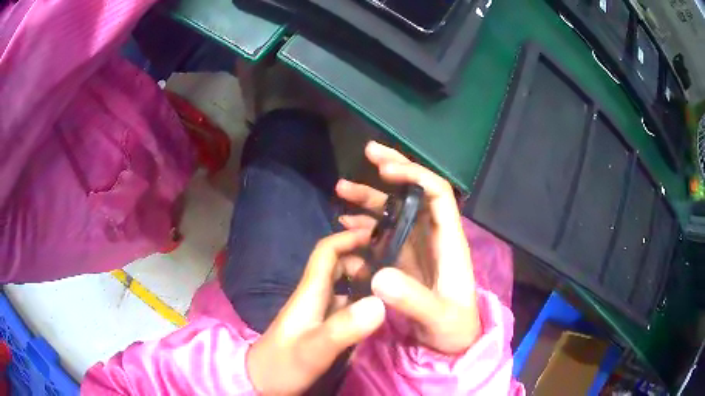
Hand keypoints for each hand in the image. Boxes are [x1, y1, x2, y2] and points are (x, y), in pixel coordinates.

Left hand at [246, 230, 385, 394]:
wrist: (262, 382)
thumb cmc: (283, 364)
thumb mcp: (314, 349)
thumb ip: (344, 327)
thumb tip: (380, 302)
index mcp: (309, 293)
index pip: (326, 252)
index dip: (348, 238)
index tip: (377, 236)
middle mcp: (313, 297)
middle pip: (337, 266)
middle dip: (363, 260)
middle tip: (393, 271)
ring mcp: (317, 313)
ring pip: (342, 287)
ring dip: (364, 282)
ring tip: (392, 290)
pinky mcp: (321, 327)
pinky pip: (345, 306)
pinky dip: (361, 302)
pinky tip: (377, 314)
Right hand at [336, 141, 479, 354]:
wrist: (453, 344)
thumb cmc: (454, 329)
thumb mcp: (438, 318)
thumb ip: (412, 300)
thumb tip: (379, 276)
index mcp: (449, 243)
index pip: (438, 194)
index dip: (414, 175)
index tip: (385, 169)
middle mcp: (433, 238)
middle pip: (415, 193)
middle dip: (393, 170)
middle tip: (368, 152)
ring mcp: (417, 249)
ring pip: (395, 212)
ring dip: (371, 197)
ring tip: (341, 189)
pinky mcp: (404, 261)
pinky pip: (384, 234)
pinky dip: (365, 224)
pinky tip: (346, 223)